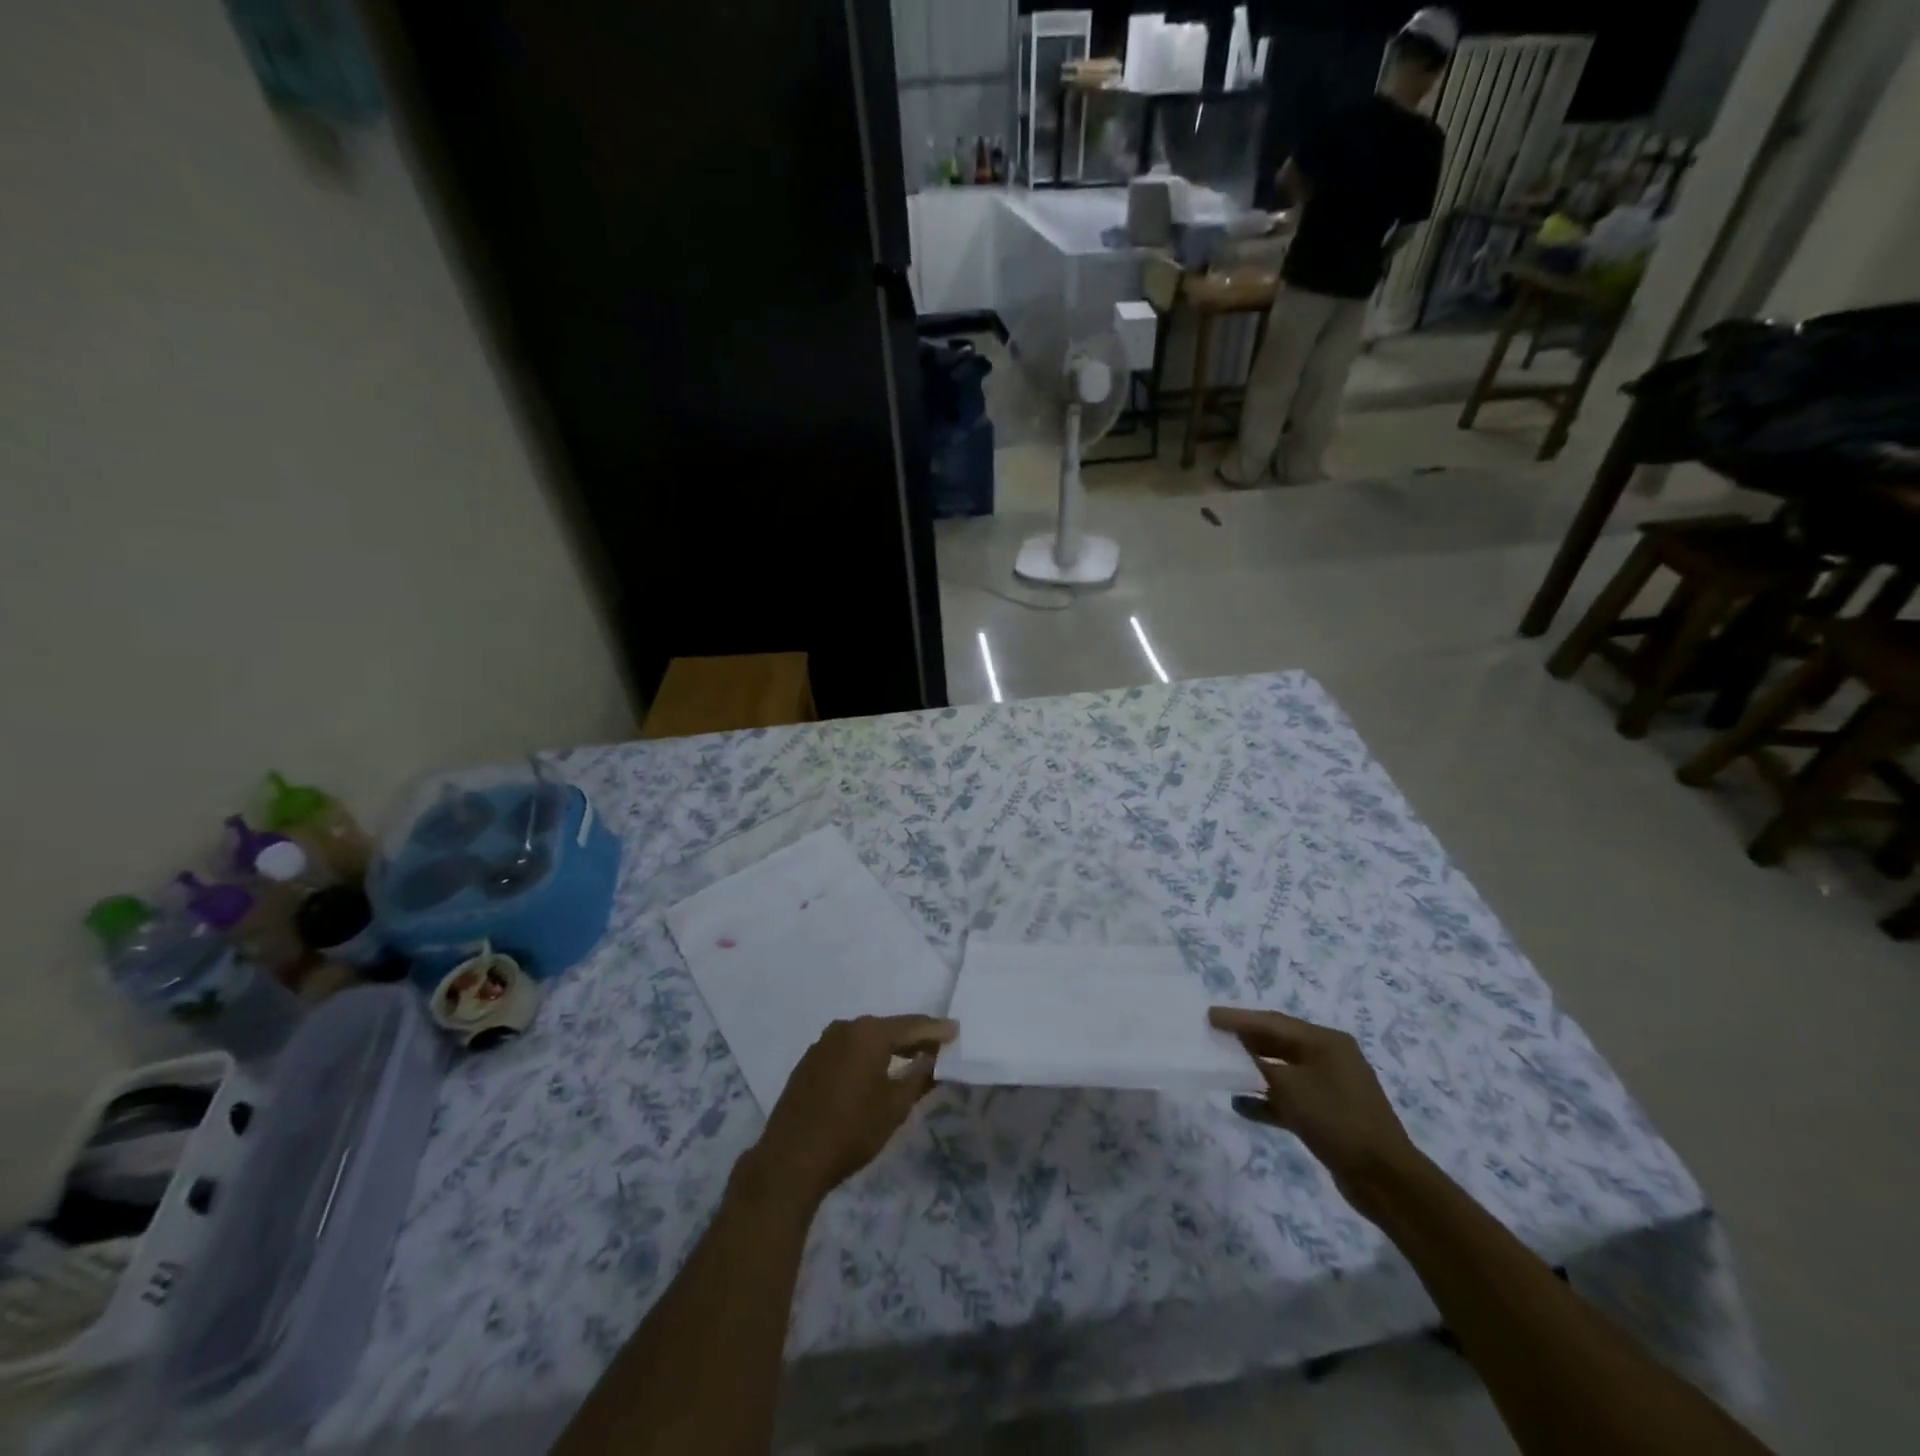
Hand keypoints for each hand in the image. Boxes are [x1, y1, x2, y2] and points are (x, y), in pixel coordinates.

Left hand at [745, 1014, 955, 1211]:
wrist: (790, 1159)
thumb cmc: (851, 1131)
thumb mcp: (894, 1107)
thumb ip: (920, 1078)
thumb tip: (935, 1059)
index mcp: (869, 1033)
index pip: (912, 1025)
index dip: (936, 1029)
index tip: (957, 1032)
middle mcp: (846, 1028)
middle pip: (889, 1028)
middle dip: (914, 1037)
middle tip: (938, 1047)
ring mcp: (824, 1043)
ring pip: (867, 1038)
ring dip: (890, 1047)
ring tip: (912, 1059)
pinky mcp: (810, 1061)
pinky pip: (848, 1049)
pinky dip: (867, 1055)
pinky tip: (876, 1071)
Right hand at [1209, 1006, 1422, 1218]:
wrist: (1385, 1179)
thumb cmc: (1337, 1120)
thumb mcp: (1291, 1086)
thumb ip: (1257, 1065)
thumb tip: (1233, 1049)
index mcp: (1326, 1041)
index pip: (1273, 1022)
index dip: (1239, 1018)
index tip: (1209, 1015)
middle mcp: (1329, 1057)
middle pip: (1278, 1042)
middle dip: (1244, 1040)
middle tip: (1212, 1036)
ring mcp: (1331, 1087)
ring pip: (1282, 1071)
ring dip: (1252, 1071)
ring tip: (1220, 1068)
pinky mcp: (1328, 1114)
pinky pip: (1289, 1098)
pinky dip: (1266, 1100)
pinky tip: (1240, 1105)